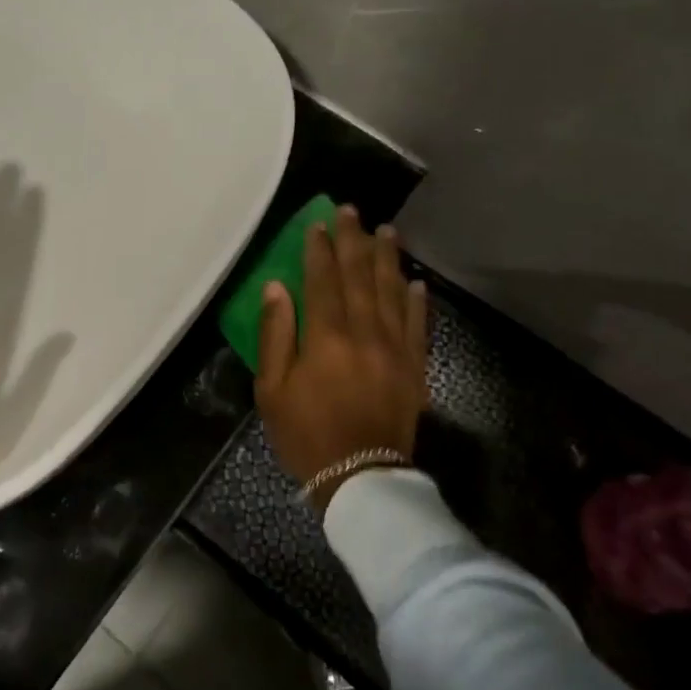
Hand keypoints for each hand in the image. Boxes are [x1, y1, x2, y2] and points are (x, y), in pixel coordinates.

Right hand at [255, 206, 427, 510]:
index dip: (319, 249)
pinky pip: (419, 325)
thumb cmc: (305, 434)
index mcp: (326, 337)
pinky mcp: (415, 368)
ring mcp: (396, 349)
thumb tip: (277, 287)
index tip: (318, 223)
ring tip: (387, 231)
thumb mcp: (272, 389)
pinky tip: (416, 281)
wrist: (360, 478)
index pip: (323, 280)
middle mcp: (365, 333)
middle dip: (354, 240)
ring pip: (392, 292)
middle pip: (360, 276)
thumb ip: (275, 334)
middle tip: (352, 211)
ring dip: (388, 259)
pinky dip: (417, 301)